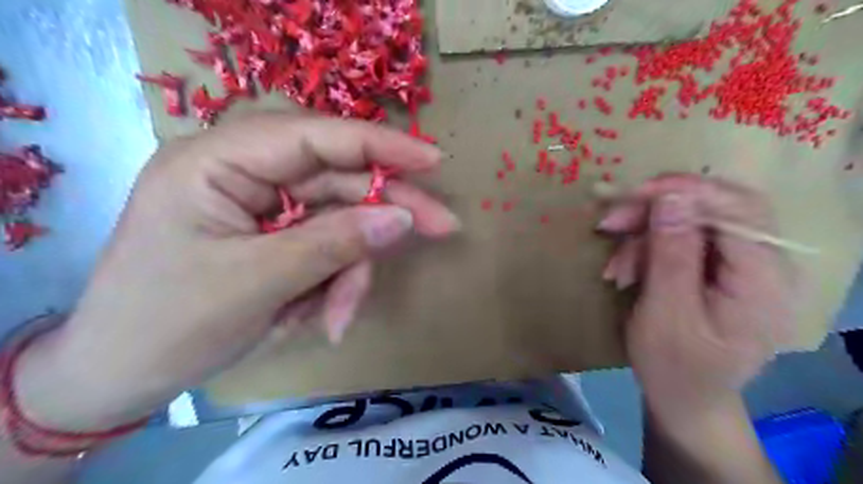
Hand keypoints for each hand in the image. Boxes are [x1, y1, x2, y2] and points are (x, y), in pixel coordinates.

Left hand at [14, 113, 457, 429]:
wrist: (122, 377)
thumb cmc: (169, 324)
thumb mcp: (257, 283)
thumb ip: (334, 244)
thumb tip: (401, 217)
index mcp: (219, 161)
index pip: (315, 135)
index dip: (379, 145)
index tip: (433, 161)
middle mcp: (246, 174)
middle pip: (338, 180)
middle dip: (382, 214)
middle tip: (441, 228)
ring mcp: (265, 208)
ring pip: (339, 224)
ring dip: (349, 271)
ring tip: (336, 318)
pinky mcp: (277, 238)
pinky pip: (327, 250)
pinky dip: (333, 284)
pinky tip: (317, 318)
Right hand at [601, 176, 793, 420]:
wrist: (685, 398)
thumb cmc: (675, 367)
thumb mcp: (664, 315)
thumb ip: (671, 255)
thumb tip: (671, 197)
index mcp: (763, 281)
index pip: (738, 210)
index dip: (686, 192)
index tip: (632, 194)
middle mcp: (764, 264)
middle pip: (715, 208)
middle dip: (656, 210)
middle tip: (610, 223)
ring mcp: (742, 265)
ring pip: (692, 220)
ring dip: (646, 234)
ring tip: (618, 267)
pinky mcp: (719, 268)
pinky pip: (682, 238)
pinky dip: (648, 247)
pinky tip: (628, 270)